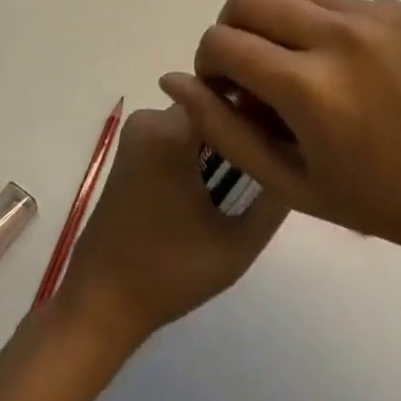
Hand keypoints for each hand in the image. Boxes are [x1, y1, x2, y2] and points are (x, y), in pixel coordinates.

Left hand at [56, 106, 286, 348]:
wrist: (101, 303)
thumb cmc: (170, 273)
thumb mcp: (238, 244)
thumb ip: (275, 198)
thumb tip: (298, 158)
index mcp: (172, 132)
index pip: (233, 97)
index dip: (266, 111)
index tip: (291, 133)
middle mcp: (151, 118)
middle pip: (215, 105)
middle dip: (244, 126)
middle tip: (276, 157)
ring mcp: (137, 131)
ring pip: (198, 119)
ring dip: (223, 139)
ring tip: (250, 174)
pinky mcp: (131, 147)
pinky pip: (178, 132)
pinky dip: (201, 149)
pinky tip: (218, 182)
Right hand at [159, 0, 400, 271]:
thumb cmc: (371, 201)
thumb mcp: (285, 181)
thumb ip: (221, 128)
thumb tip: (173, 79)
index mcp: (309, 87)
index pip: (222, 41)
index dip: (207, 64)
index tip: (223, 91)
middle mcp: (338, 35)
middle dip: (230, 30)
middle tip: (247, 72)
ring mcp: (371, 15)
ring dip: (269, 17)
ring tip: (287, 63)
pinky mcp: (394, 8)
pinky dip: (312, 19)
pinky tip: (334, 64)